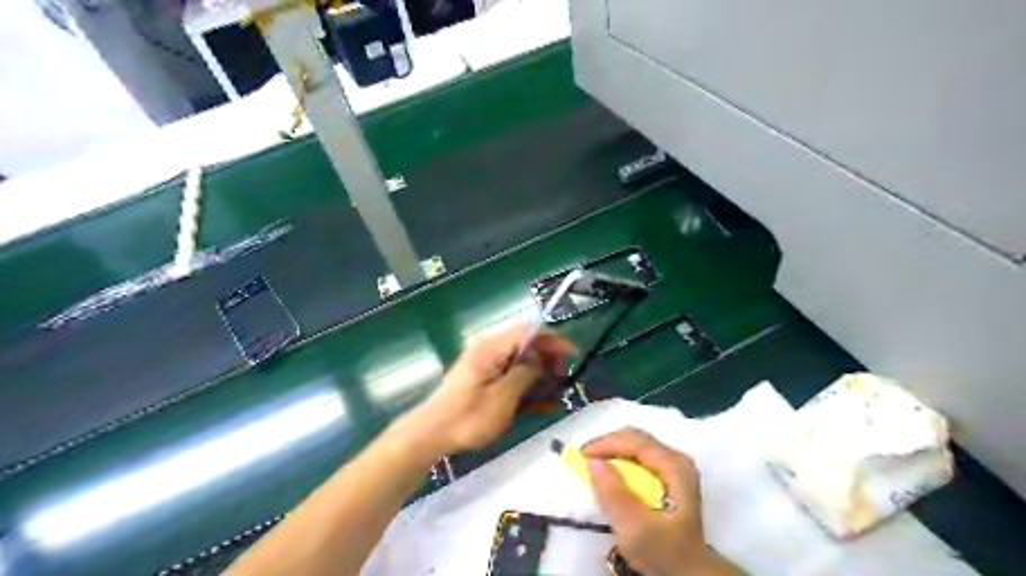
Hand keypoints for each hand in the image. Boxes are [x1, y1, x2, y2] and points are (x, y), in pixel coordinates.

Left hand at [404, 327, 574, 456]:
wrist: (429, 434)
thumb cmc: (467, 417)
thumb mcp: (503, 397)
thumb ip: (525, 373)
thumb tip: (541, 359)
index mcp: (492, 347)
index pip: (530, 331)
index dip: (555, 340)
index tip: (573, 355)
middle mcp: (489, 348)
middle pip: (526, 344)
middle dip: (548, 359)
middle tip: (563, 379)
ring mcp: (485, 362)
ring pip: (520, 360)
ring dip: (539, 374)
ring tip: (554, 394)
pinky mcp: (482, 377)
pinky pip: (510, 373)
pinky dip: (525, 384)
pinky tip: (538, 403)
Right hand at [579, 427, 723, 574]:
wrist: (688, 570)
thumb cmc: (664, 552)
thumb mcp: (636, 530)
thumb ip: (614, 495)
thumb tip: (593, 462)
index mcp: (676, 467)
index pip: (635, 442)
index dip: (605, 444)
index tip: (581, 458)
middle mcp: (677, 458)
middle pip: (635, 438)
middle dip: (606, 445)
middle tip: (583, 461)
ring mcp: (673, 465)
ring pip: (635, 444)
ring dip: (610, 451)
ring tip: (592, 465)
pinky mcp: (667, 473)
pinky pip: (638, 455)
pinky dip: (618, 459)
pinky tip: (609, 473)